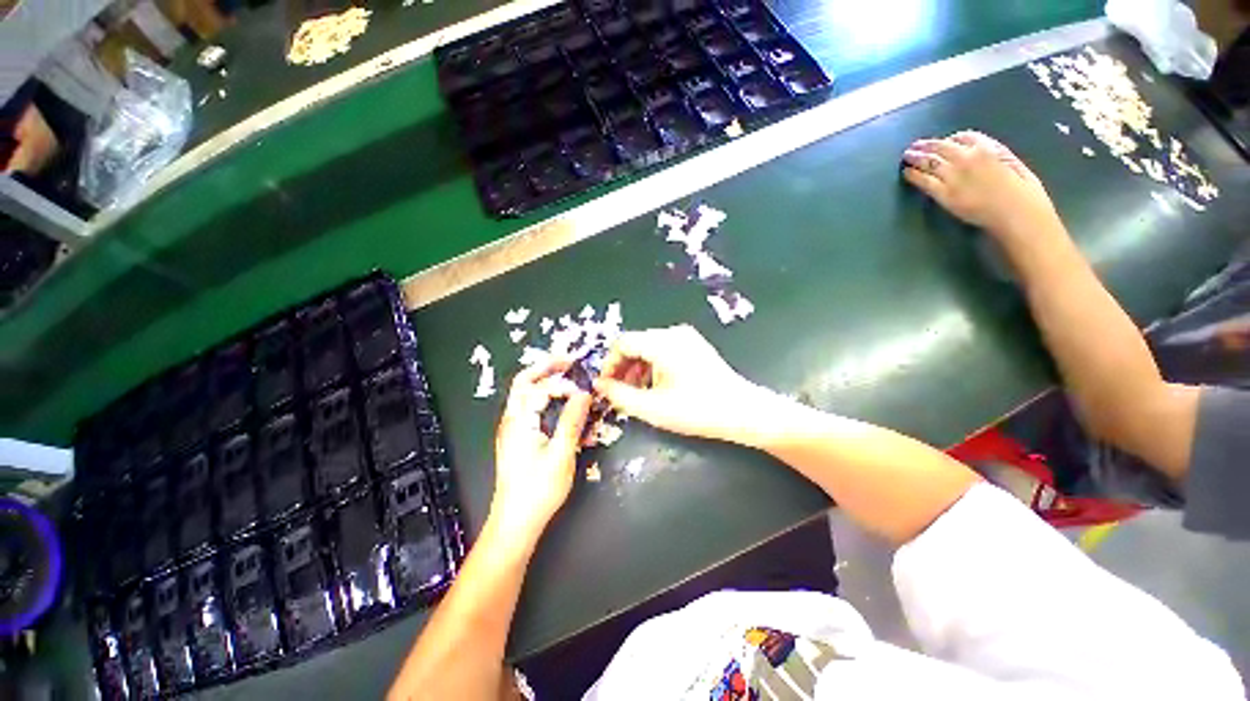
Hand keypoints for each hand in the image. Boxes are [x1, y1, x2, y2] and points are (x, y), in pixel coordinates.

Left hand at [491, 358, 592, 538]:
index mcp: (520, 421)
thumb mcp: (561, 454)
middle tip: (569, 361)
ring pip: (526, 394)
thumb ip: (572, 421)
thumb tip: (584, 394)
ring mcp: (513, 429)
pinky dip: (546, 400)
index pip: (538, 386)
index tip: (583, 389)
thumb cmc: (538, 491)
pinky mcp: (518, 439)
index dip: (562, 383)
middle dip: (547, 368)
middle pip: (525, 382)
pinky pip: (531, 410)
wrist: (515, 523)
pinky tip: (562, 406)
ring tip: (568, 377)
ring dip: (546, 381)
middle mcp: (512, 420)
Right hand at [593, 325, 764, 441]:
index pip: (623, 343)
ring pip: (649, 347)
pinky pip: (663, 351)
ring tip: (635, 393)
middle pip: (636, 344)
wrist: (742, 412)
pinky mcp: (694, 347)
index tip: (605, 386)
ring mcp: (686, 338)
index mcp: (662, 342)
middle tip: (618, 392)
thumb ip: (620, 395)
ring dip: (637, 368)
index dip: (609, 364)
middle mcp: (673, 333)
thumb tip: (600, 386)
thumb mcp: (652, 407)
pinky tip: (654, 387)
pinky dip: (652, 367)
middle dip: (622, 368)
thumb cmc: (697, 410)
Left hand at [902, 131, 1061, 241]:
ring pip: (929, 161)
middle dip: (927, 145)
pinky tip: (906, 172)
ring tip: (907, 155)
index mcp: (988, 148)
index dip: (950, 139)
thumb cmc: (1024, 193)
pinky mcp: (945, 194)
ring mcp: (955, 177)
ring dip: (916, 157)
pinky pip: (924, 181)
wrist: (1017, 215)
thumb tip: (980, 151)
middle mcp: (968, 159)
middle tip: (914, 146)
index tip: (943, 143)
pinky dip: (913, 175)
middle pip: (941, 147)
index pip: (964, 136)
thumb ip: (996, 154)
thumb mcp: (1014, 163)